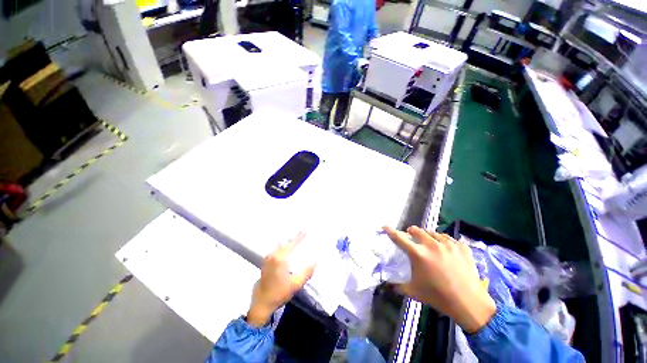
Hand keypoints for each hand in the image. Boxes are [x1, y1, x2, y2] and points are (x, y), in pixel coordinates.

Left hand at [247, 232, 315, 326]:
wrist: (261, 304)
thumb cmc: (279, 293)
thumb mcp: (296, 284)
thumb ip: (307, 272)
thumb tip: (317, 261)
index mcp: (280, 258)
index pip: (291, 244)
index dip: (299, 237)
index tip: (305, 230)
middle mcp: (273, 255)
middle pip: (284, 243)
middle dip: (293, 238)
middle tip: (301, 233)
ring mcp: (267, 259)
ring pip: (279, 246)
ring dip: (287, 242)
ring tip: (295, 240)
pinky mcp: (265, 263)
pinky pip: (275, 250)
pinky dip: (282, 247)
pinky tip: (286, 249)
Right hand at [384, 226, 495, 332]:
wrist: (469, 303)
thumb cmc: (438, 297)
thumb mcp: (414, 291)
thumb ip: (397, 285)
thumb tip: (387, 282)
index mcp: (418, 254)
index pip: (400, 238)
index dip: (391, 231)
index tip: (385, 226)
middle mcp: (432, 245)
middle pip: (416, 230)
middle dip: (411, 233)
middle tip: (413, 241)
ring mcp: (448, 244)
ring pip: (432, 232)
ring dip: (427, 237)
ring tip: (430, 246)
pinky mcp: (461, 246)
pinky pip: (447, 238)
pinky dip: (442, 241)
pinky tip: (445, 250)